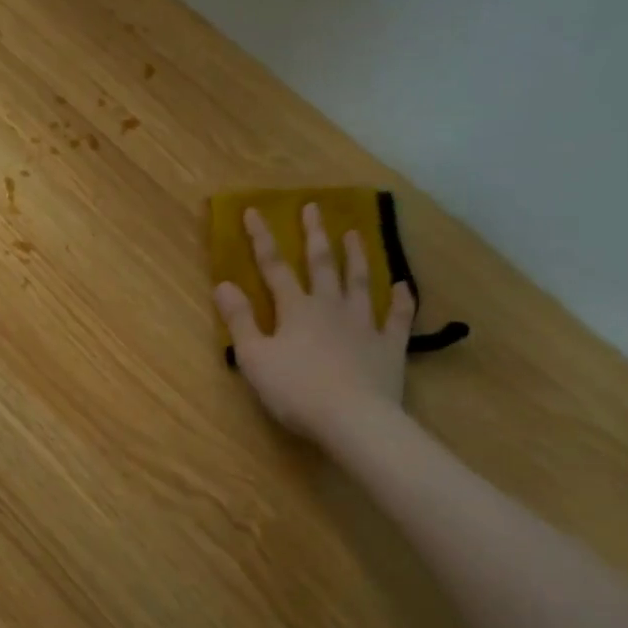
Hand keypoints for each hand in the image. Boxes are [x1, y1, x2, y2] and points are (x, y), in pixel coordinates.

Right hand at [215, 204, 415, 445]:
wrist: (354, 420)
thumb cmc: (296, 389)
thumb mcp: (254, 357)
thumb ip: (239, 320)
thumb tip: (223, 284)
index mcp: (295, 309)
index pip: (274, 266)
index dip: (262, 238)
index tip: (255, 211)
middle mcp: (331, 307)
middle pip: (322, 264)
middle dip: (315, 235)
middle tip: (314, 207)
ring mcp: (364, 325)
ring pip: (361, 282)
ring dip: (357, 257)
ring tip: (355, 233)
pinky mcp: (389, 347)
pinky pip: (398, 317)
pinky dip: (402, 300)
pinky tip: (404, 285)